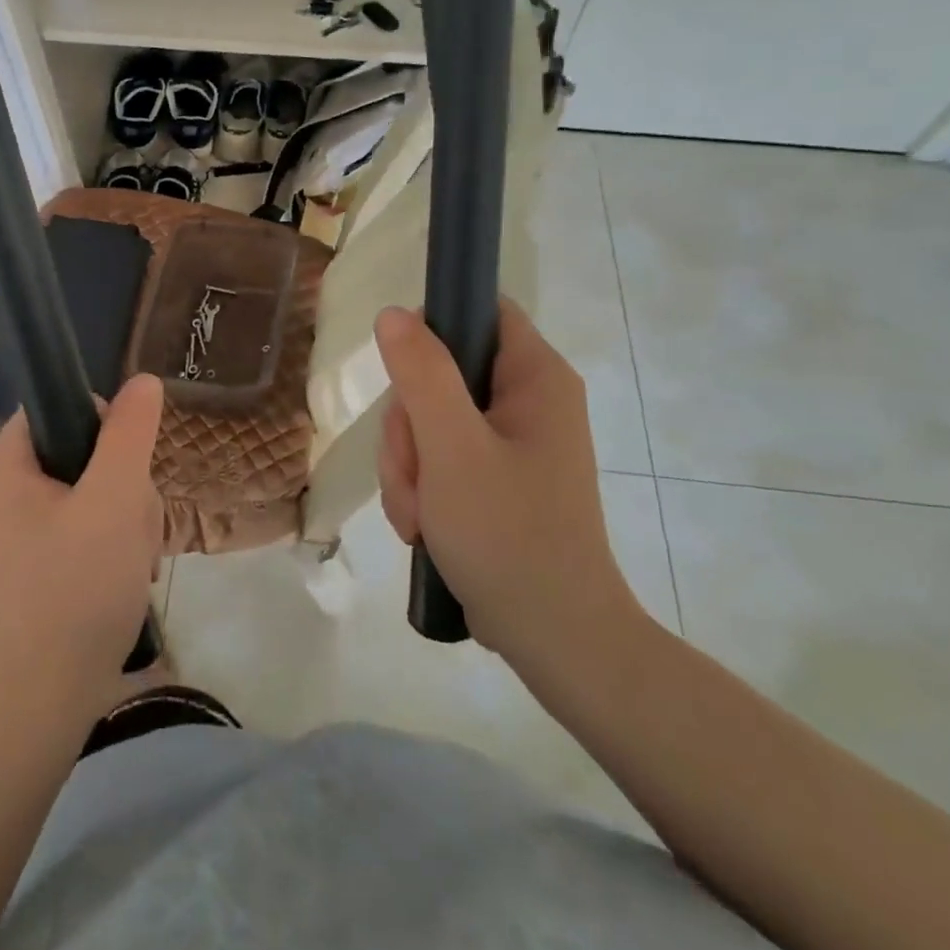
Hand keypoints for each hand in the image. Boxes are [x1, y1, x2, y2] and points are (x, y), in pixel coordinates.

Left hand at [0, 376, 164, 709]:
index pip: (60, 405)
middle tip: (130, 523)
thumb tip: (143, 381)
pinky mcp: (43, 562)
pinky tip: (126, 573)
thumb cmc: (77, 586)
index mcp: (5, 465)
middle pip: (84, 449)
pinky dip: (117, 543)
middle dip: (123, 483)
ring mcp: (24, 530)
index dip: (102, 425)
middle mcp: (6, 491)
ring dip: (128, 516)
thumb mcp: (115, 496)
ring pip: (97, 489)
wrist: (47, 699)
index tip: (124, 466)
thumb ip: (130, 431)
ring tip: (131, 557)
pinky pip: (92, 525)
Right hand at [375, 300, 642, 674]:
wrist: (555, 639)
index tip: (403, 375)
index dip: (432, 328)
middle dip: (410, 427)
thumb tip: (394, 314)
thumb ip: (422, 374)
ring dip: (409, 466)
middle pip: (441, 372)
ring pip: (430, 421)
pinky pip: (439, 458)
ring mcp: (511, 441)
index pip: (479, 310)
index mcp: (535, 376)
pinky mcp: (496, 477)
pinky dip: (422, 489)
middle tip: (415, 474)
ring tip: (421, 515)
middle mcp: (528, 399)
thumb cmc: (509, 535)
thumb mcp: (453, 449)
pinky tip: (425, 527)